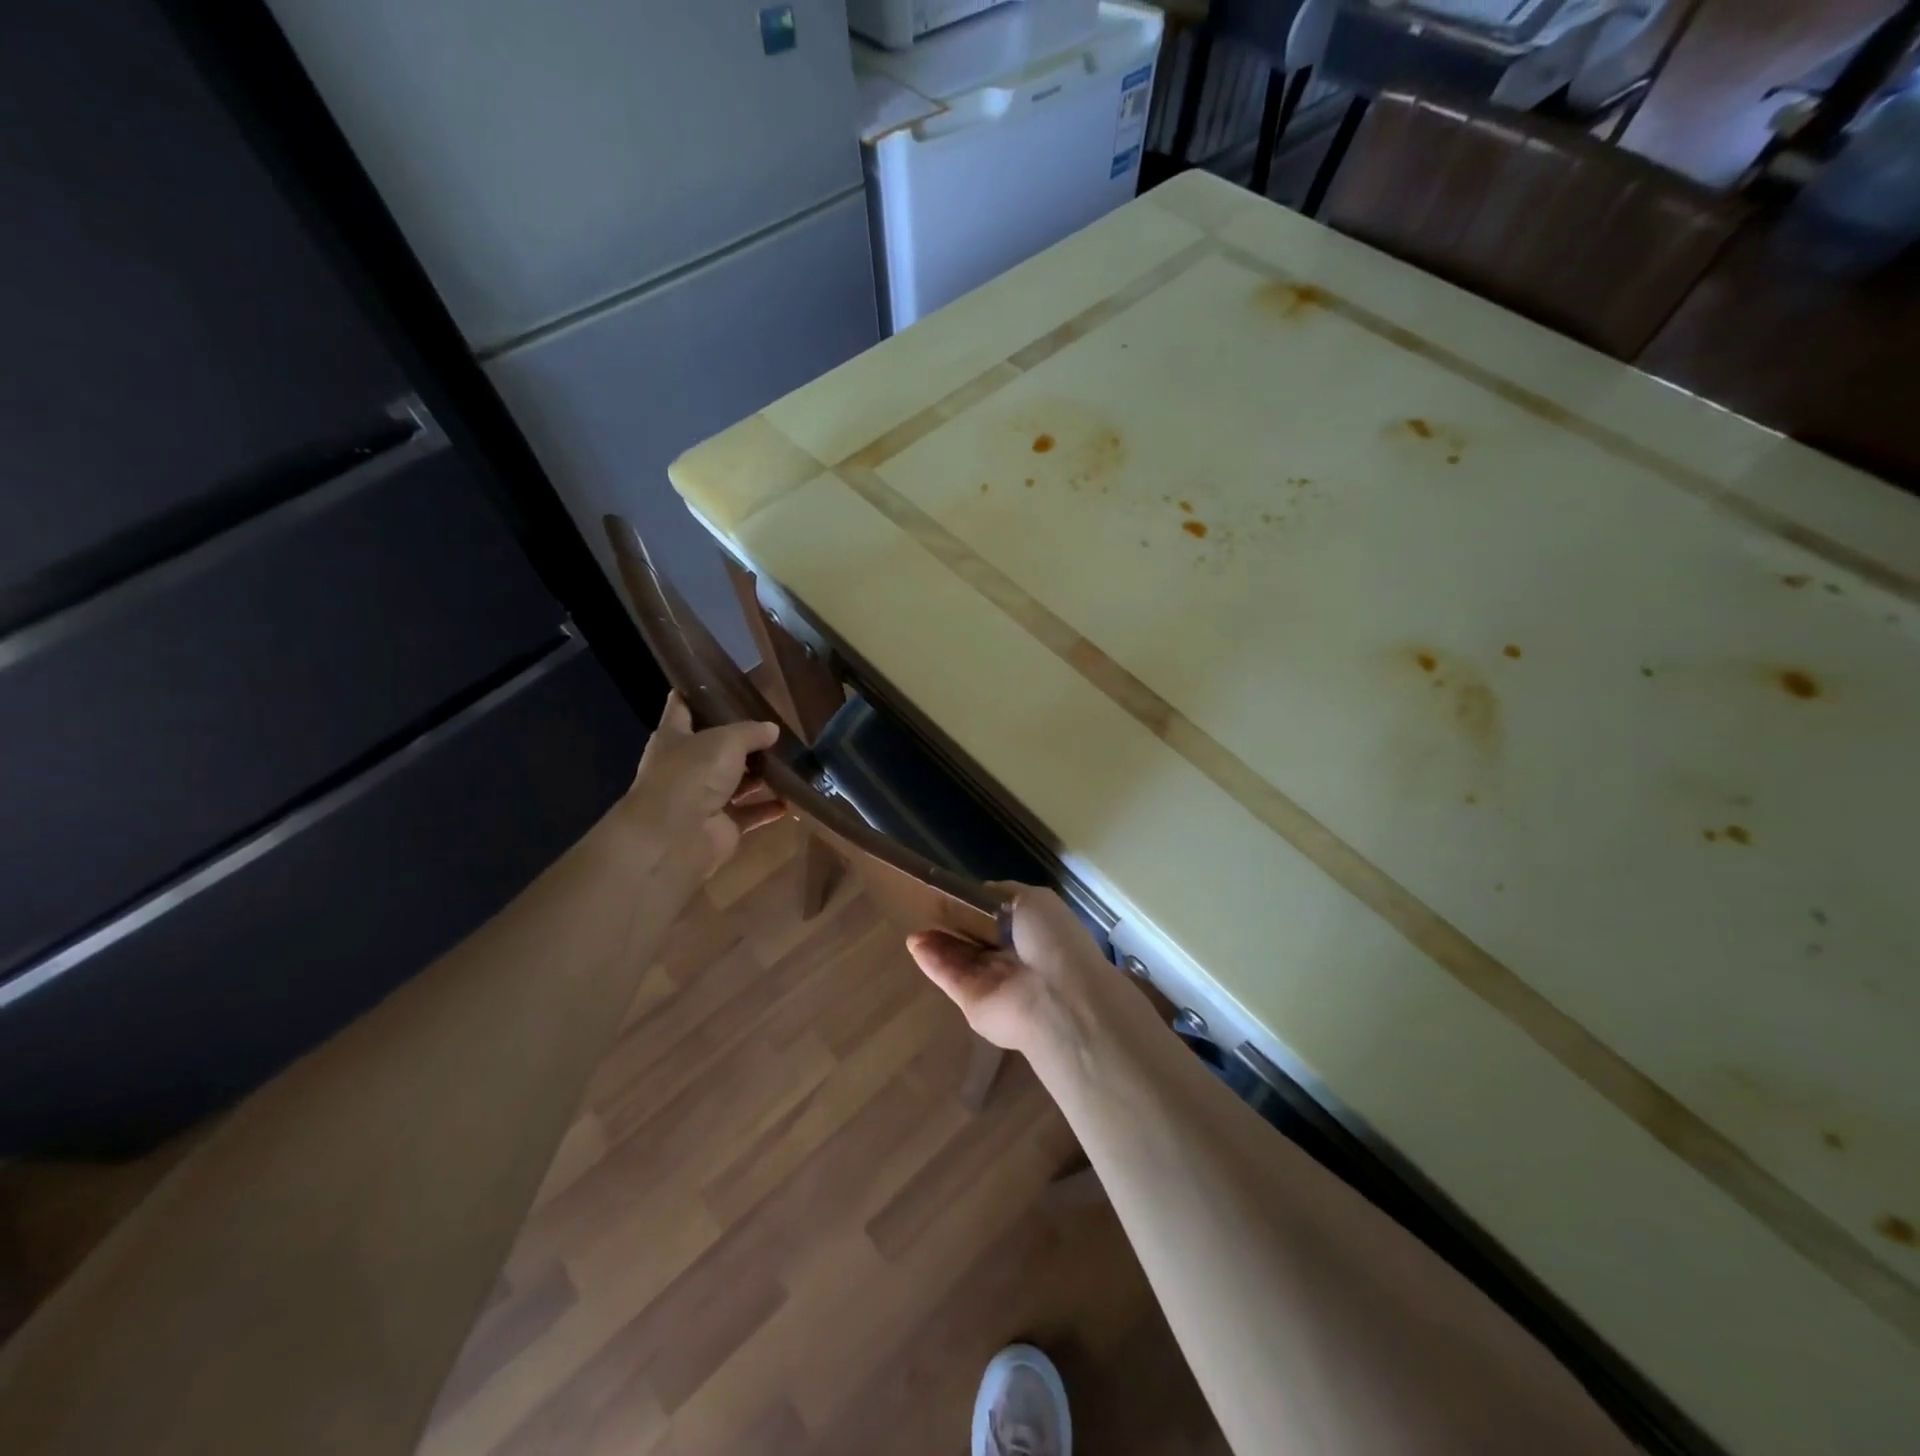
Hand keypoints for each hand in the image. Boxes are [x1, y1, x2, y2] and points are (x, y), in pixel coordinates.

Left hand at [619, 693, 784, 881]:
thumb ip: (750, 732)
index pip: (682, 706)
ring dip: (759, 775)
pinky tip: (791, 798)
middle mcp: (686, 766)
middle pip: (715, 747)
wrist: (676, 836)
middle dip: (742, 739)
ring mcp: (702, 798)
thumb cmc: (692, 774)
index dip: (698, 694)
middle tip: (774, 727)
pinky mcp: (721, 826)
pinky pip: (749, 813)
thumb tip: (772, 729)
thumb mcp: (725, 741)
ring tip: (789, 760)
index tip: (721, 683)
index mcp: (674, 737)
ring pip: (735, 782)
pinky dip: (768, 808)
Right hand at [906, 887, 1157, 1065]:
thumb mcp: (1036, 900)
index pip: (999, 917)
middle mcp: (1013, 957)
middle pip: (976, 938)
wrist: (1057, 1000)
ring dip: (937, 940)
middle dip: (954, 922)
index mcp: (1034, 932)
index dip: (977, 905)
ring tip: (915, 922)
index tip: (955, 891)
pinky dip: (931, 959)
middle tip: (927, 904)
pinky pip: (949, 976)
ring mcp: (991, 981)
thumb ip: (1004, 894)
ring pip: (959, 957)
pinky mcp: (971, 1002)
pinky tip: (914, 942)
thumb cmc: (1053, 942)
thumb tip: (980, 893)